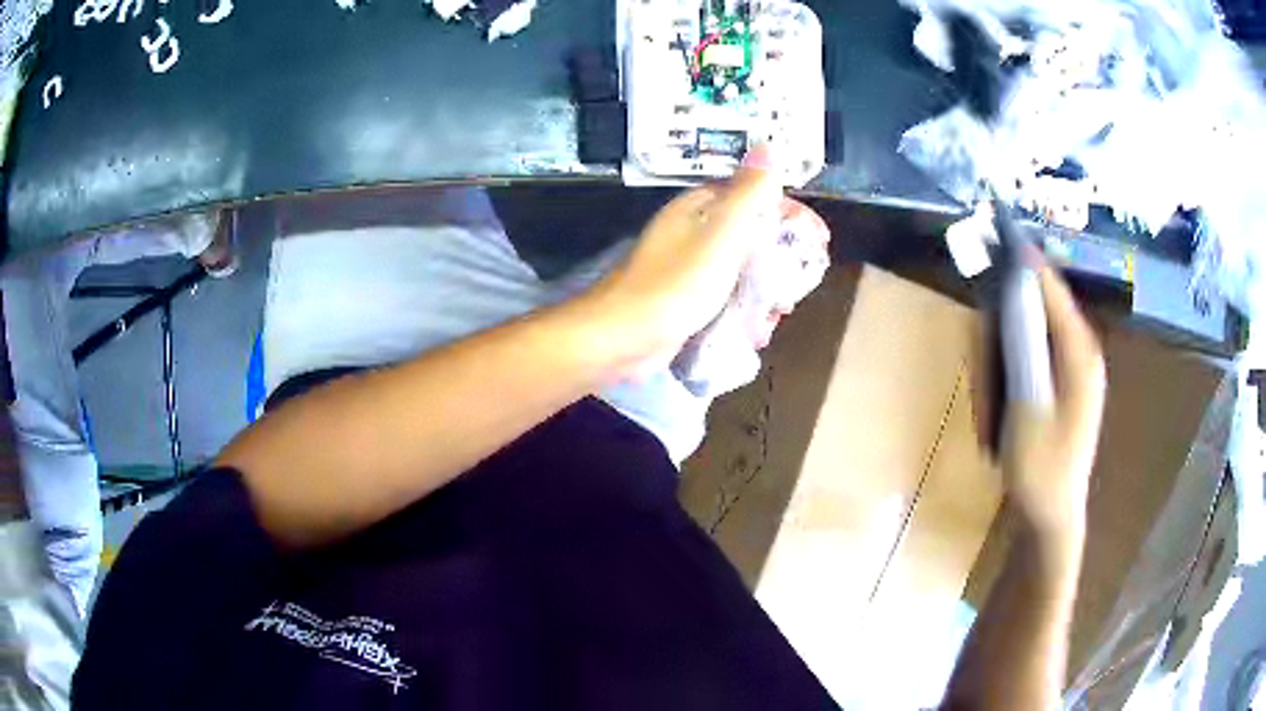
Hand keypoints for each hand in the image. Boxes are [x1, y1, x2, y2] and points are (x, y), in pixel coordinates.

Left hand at [583, 147, 822, 376]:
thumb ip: (748, 193)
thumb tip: (766, 148)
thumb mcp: (721, 233)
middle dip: (780, 263)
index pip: (756, 198)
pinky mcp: (683, 299)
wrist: (623, 337)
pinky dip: (743, 312)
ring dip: (764, 293)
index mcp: (701, 208)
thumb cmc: (676, 284)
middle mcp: (693, 231)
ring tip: (775, 317)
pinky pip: (725, 297)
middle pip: (751, 237)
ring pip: (741, 271)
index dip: (792, 216)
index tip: (820, 243)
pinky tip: (753, 335)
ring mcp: (687, 267)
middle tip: (796, 290)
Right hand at [1002, 260, 1105, 545]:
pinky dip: (1009, 372)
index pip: (1051, 287)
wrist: (1051, 518)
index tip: (996, 229)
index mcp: (1080, 353)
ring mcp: (1073, 370)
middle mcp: (1081, 352)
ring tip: (991, 413)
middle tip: (984, 378)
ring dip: (1002, 360)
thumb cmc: (1040, 468)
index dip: (1024, 257)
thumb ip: (1025, 342)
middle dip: (1004, 330)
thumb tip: (1015, 286)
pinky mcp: (1062, 385)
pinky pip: (1031, 358)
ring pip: (1030, 336)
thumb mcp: (1028, 404)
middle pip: (1038, 310)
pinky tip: (1000, 412)